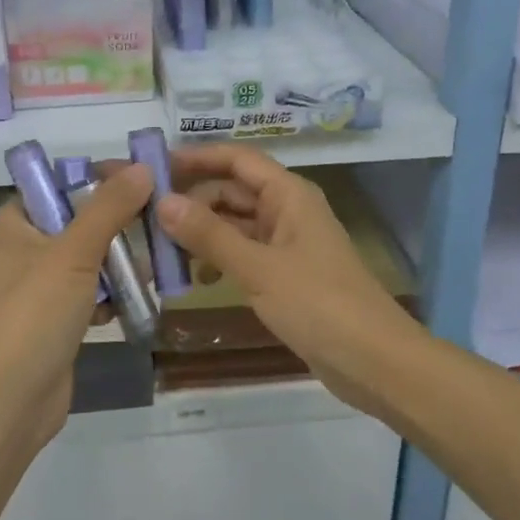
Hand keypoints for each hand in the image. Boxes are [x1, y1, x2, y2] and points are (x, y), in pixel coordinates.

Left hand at [0, 164, 152, 447]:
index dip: (101, 178)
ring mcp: (37, 287)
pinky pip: (90, 292)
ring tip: (154, 264)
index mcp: (13, 222)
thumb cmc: (33, 314)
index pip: (60, 184)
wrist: (8, 402)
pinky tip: (136, 300)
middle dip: (119, 225)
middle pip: (79, 220)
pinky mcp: (54, 319)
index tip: (144, 180)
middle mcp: (22, 248)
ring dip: (120, 262)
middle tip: (160, 222)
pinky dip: (111, 295)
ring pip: (89, 258)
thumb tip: (143, 168)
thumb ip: (110, 208)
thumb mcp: (74, 252)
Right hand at [155, 145, 424, 412]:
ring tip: (162, 251)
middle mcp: (288, 210)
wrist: (374, 362)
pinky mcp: (286, 274)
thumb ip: (209, 235)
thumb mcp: (258, 268)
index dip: (196, 157)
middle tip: (145, 216)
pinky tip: (198, 278)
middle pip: (232, 191)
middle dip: (192, 200)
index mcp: (288, 194)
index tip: (153, 166)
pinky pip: (244, 253)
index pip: (236, 159)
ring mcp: (288, 243)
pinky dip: (220, 258)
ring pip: (235, 224)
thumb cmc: (318, 304)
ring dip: (202, 232)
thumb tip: (162, 202)